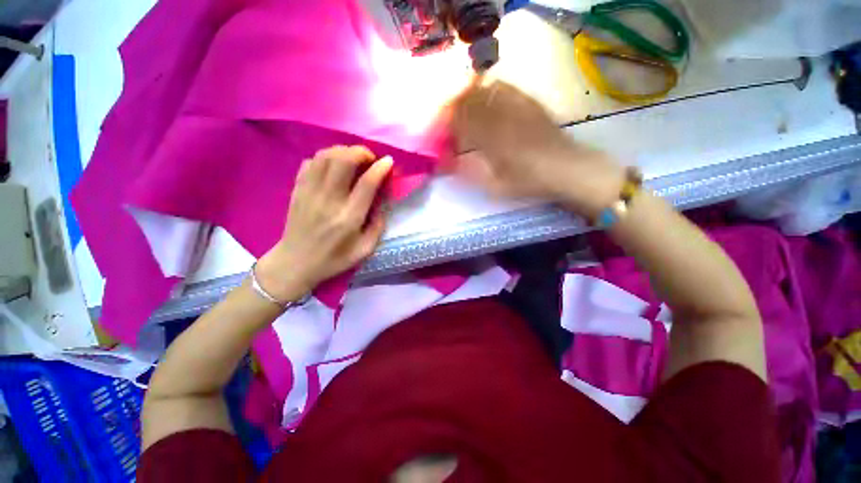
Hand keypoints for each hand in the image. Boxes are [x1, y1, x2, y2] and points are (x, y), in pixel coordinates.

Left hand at [255, 146, 392, 300]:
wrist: (295, 263)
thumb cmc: (334, 259)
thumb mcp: (365, 250)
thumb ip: (378, 226)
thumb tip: (382, 202)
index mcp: (349, 217)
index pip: (367, 183)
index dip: (380, 168)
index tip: (388, 161)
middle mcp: (329, 200)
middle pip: (343, 160)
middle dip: (360, 152)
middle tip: (369, 158)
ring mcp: (309, 192)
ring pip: (325, 156)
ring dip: (342, 151)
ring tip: (353, 159)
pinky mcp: (297, 190)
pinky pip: (309, 162)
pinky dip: (324, 158)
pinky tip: (333, 166)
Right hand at [450, 81, 623, 216]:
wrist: (568, 169)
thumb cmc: (529, 181)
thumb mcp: (495, 185)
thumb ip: (468, 172)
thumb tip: (445, 163)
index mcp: (491, 137)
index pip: (459, 121)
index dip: (444, 123)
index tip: (437, 131)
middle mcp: (502, 115)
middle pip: (468, 101)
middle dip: (452, 108)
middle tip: (445, 119)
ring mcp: (517, 105)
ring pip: (484, 90)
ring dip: (467, 96)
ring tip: (460, 106)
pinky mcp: (529, 103)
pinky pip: (504, 87)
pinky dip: (488, 89)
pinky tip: (484, 96)